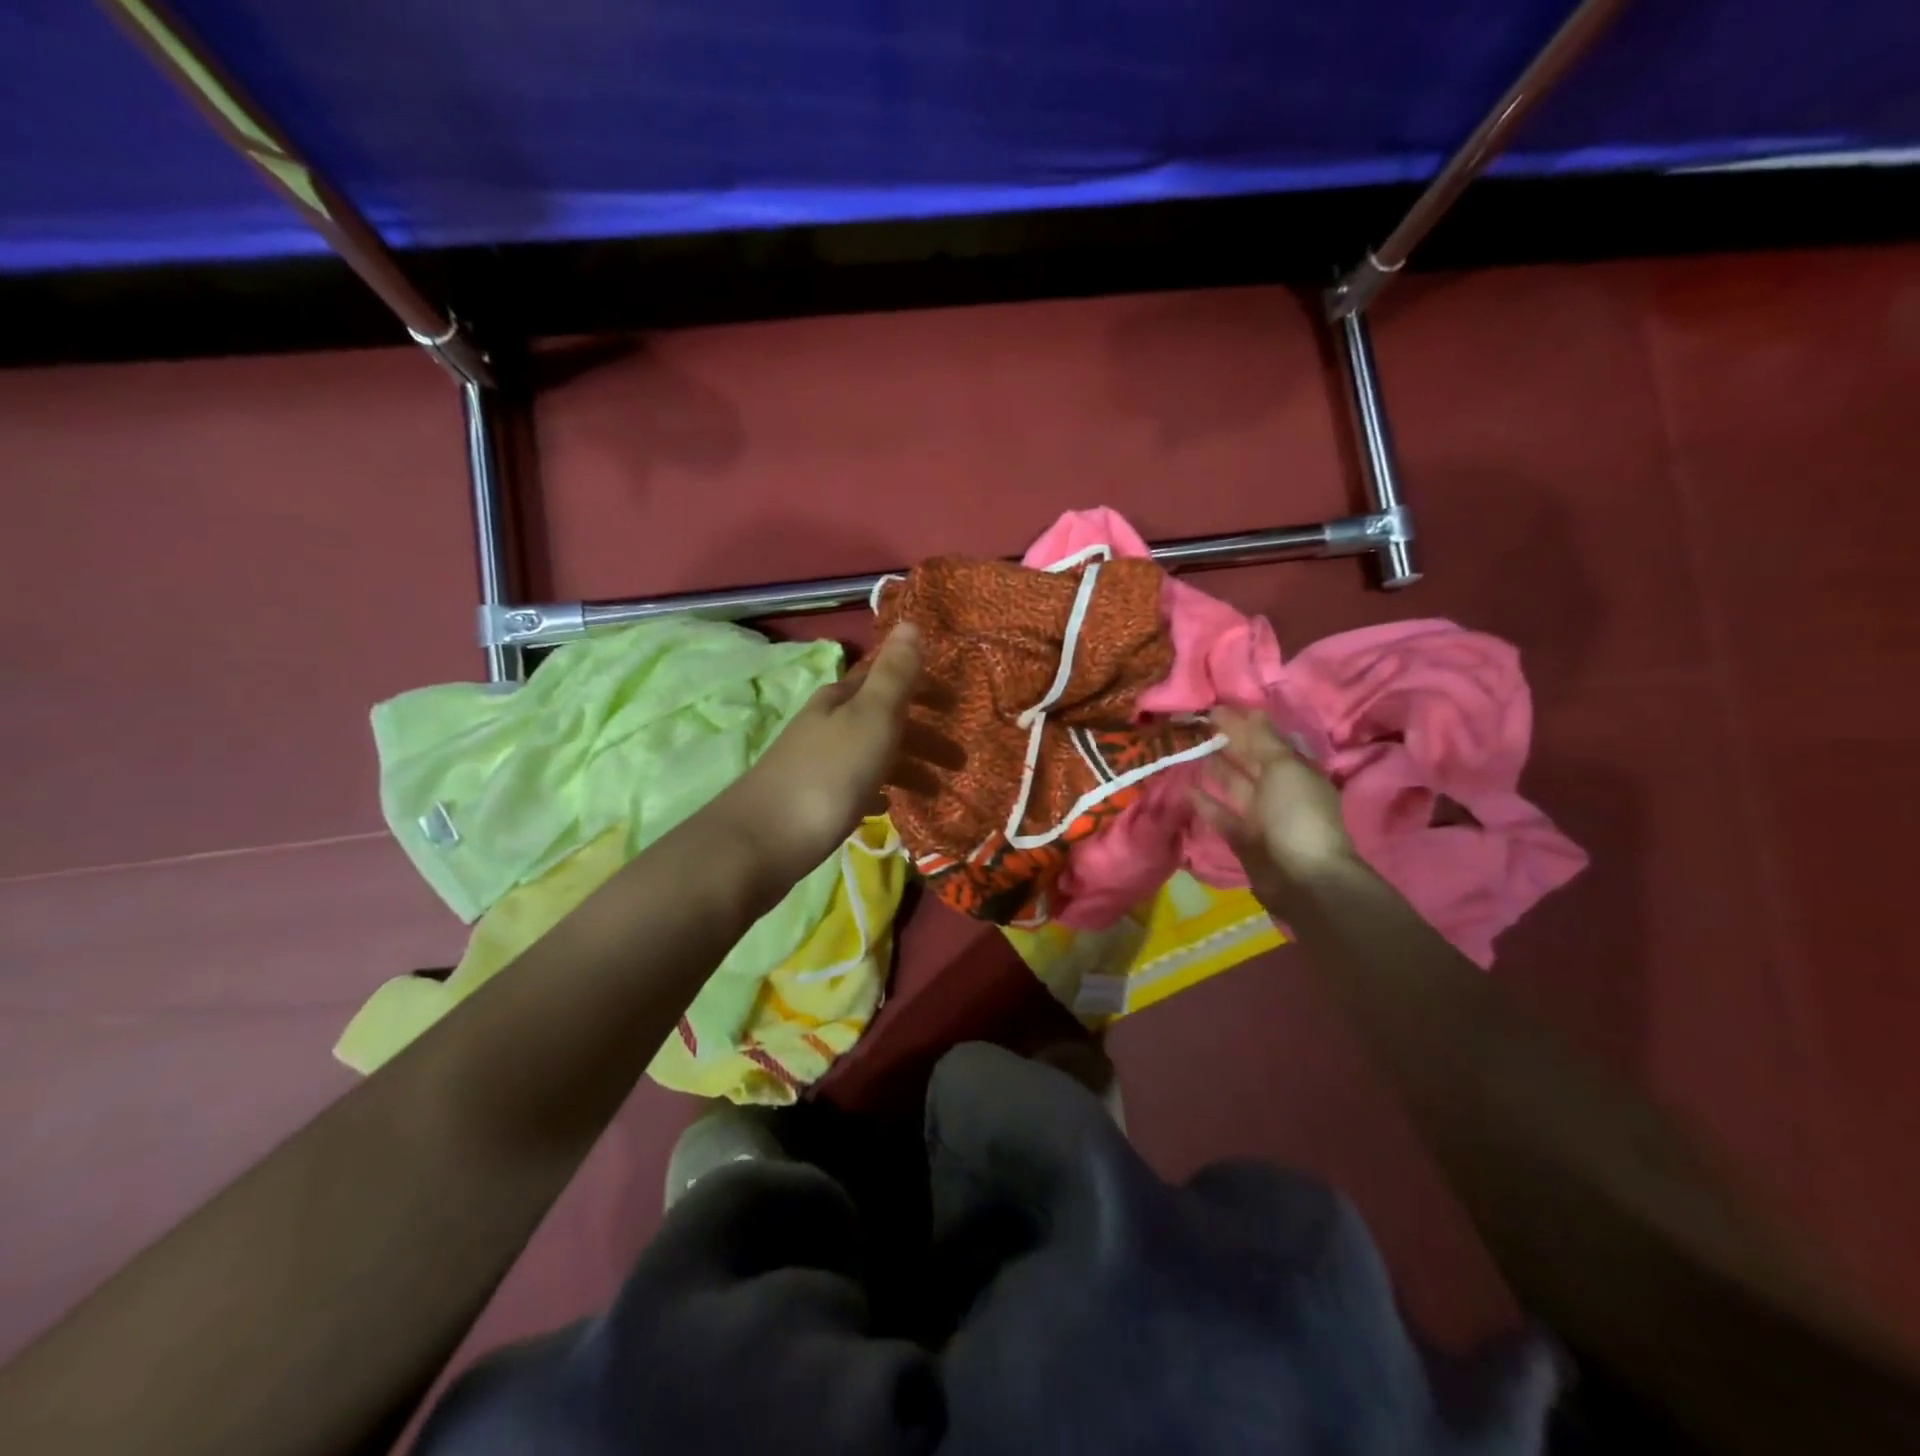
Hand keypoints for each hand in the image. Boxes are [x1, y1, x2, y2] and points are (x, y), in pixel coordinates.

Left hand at [712, 625, 962, 886]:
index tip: (957, 707)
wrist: (763, 841)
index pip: (888, 681)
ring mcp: (817, 763)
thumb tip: (910, 622)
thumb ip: (895, 675)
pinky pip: (856, 788)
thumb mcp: (871, 718)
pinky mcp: (812, 800)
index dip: (924, 690)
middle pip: (883, 721)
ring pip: (872, 755)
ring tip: (937, 793)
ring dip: (907, 768)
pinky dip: (878, 792)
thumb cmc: (828, 774)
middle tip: (960, 762)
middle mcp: (827, 724)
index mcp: (842, 698)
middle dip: (923, 737)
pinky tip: (889, 808)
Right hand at [1191, 707, 1356, 909]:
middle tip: (1194, 724)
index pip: (1266, 738)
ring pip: (1233, 784)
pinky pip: (1220, 813)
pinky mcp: (1242, 837)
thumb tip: (1248, 711)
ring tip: (1186, 750)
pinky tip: (1185, 787)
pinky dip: (1204, 800)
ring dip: (1213, 767)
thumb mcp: (1284, 768)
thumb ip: (1263, 740)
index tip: (1213, 708)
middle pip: (1249, 759)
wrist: (1302, 879)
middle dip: (1226, 741)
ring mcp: (1260, 814)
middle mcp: (1278, 789)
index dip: (1243, 722)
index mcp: (1295, 769)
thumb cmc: (1296, 815)